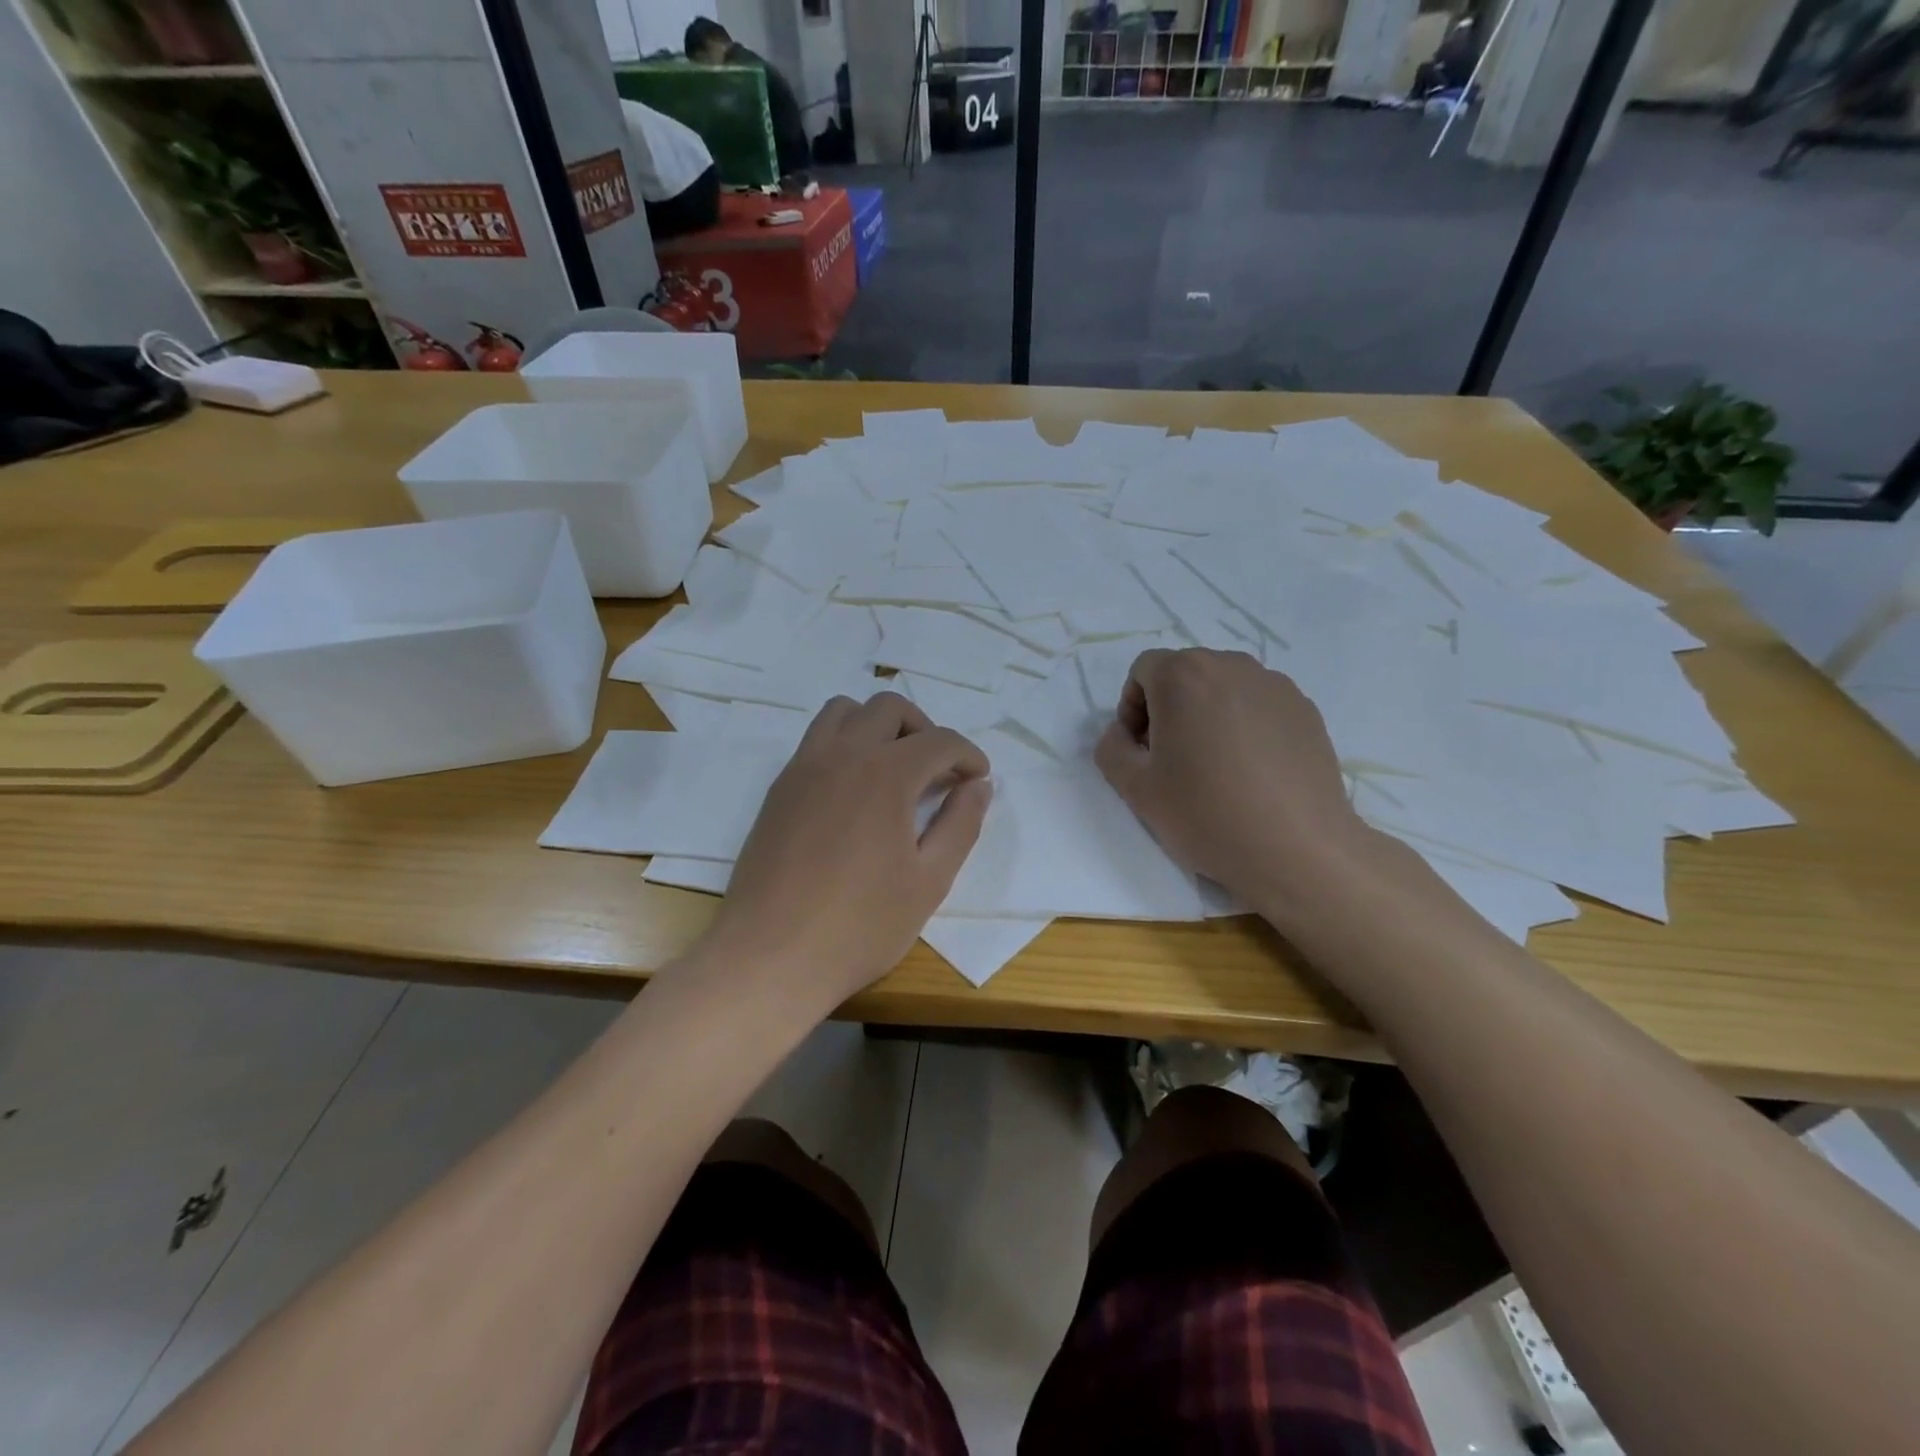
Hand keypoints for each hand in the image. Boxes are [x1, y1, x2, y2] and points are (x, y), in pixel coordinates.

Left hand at [706, 692, 991, 1011]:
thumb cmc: (860, 926)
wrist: (770, 957)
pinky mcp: (779, 789)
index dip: (968, 756)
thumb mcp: (929, 881)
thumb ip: (960, 825)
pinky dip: (844, 744)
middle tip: (938, 770)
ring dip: (878, 725)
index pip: (939, 741)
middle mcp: (843, 755)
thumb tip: (979, 786)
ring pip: (844, 711)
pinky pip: (815, 740)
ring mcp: (803, 768)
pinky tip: (854, 791)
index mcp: (886, 775)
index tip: (978, 779)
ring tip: (894, 767)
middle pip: (889, 708)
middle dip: (924, 729)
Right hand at [1094, 649, 1371, 913]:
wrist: (1297, 849)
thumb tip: (1122, 734)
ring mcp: (1276, 686)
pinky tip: (1252, 773)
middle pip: (1185, 673)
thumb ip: (1111, 749)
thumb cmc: (1206, 814)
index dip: (1132, 707)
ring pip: (1224, 688)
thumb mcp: (1135, 789)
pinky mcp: (1306, 710)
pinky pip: (1260, 706)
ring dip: (1208, 714)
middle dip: (1169, 708)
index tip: (1141, 749)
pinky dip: (1245, 726)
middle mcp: (1232, 666)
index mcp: (1185, 676)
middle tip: (1172, 759)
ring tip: (1215, 766)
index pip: (1144, 669)